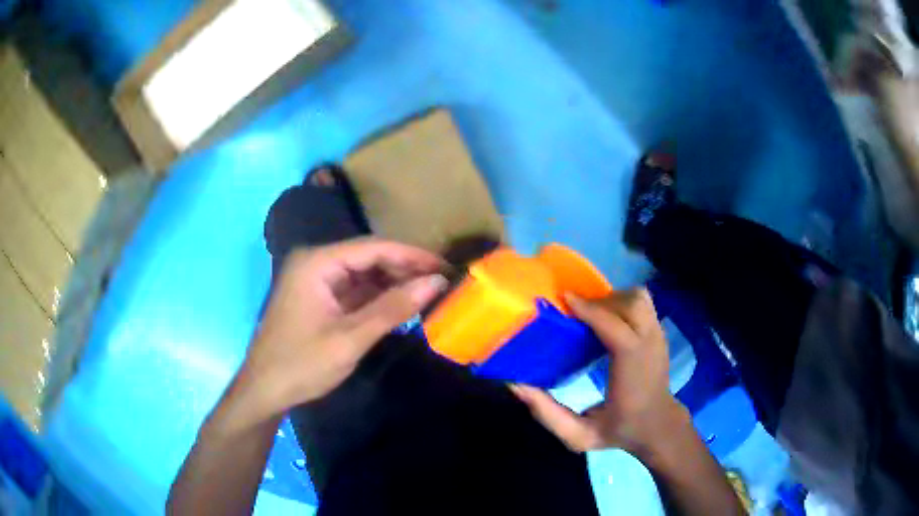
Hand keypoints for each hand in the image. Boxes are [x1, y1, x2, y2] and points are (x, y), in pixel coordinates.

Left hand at [233, 238, 447, 424]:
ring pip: (363, 273)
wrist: (265, 390)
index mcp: (317, 263)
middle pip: (368, 257)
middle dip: (404, 268)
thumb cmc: (302, 364)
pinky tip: (401, 306)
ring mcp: (316, 281)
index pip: (373, 247)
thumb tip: (436, 282)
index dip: (412, 255)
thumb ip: (393, 308)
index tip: (445, 265)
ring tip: (429, 293)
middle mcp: (316, 263)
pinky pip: (354, 291)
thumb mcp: (351, 338)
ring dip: (393, 283)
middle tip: (441, 282)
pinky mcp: (319, 299)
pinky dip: (378, 298)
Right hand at [512, 288, 684, 454]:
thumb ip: (547, 413)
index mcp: (631, 369)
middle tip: (576, 312)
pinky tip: (609, 320)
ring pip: (639, 298)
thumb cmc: (620, 431)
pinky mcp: (660, 333)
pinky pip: (643, 303)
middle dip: (601, 301)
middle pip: (630, 303)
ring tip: (593, 314)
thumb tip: (516, 386)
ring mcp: (659, 336)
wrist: (659, 427)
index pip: (615, 328)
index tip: (564, 299)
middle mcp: (650, 346)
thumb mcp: (579, 435)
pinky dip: (624, 302)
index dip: (589, 310)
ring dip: (614, 299)